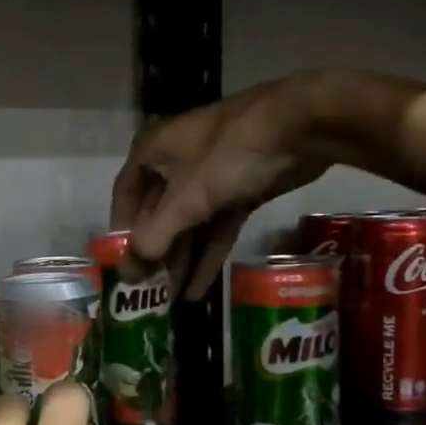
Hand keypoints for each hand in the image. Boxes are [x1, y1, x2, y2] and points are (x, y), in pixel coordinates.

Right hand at [112, 69, 424, 297]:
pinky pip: (216, 225)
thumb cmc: (228, 156)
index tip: (123, 265)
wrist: (302, 125)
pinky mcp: (240, 187)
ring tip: (171, 298)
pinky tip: (200, 288)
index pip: (125, 197)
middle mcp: (175, 160)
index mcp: (152, 151)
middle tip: (150, 290)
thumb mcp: (186, 200)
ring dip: (182, 258)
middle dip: (156, 251)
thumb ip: (154, 240)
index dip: (122, 232)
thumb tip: (127, 276)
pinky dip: (208, 253)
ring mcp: (210, 174)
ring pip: (189, 222)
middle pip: (158, 213)